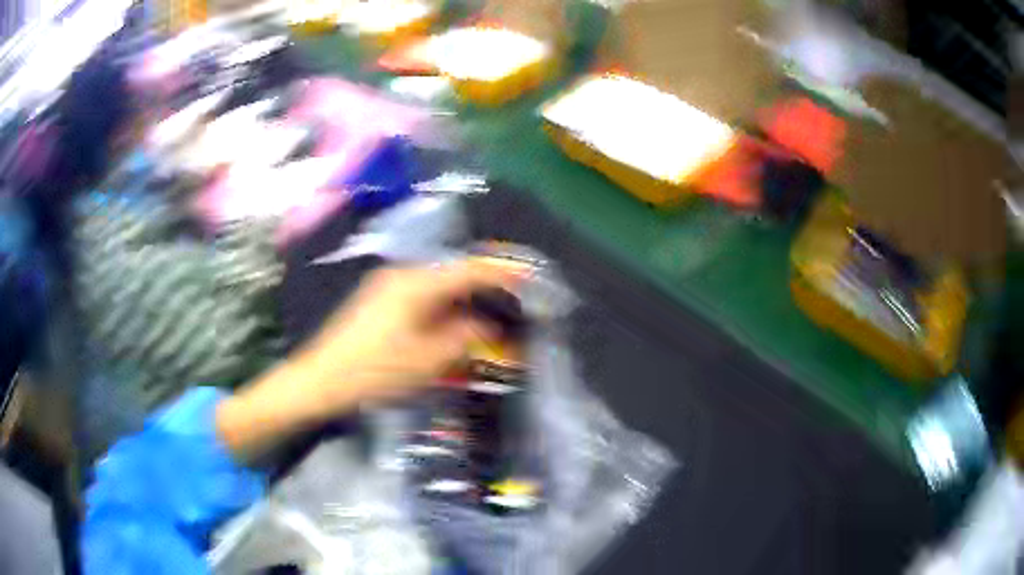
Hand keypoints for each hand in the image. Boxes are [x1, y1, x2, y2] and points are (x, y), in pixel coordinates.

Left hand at [300, 259, 524, 408]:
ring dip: (461, 297)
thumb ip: (462, 338)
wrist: (320, 379)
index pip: (467, 271)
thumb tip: (486, 326)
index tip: (527, 275)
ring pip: (435, 285)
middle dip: (482, 285)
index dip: (500, 272)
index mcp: (415, 285)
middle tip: (509, 299)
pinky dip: (441, 305)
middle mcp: (401, 275)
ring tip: (485, 312)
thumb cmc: (374, 371)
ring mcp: (386, 286)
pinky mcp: (378, 300)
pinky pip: (420, 294)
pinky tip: (450, 322)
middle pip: (451, 273)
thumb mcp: (426, 360)